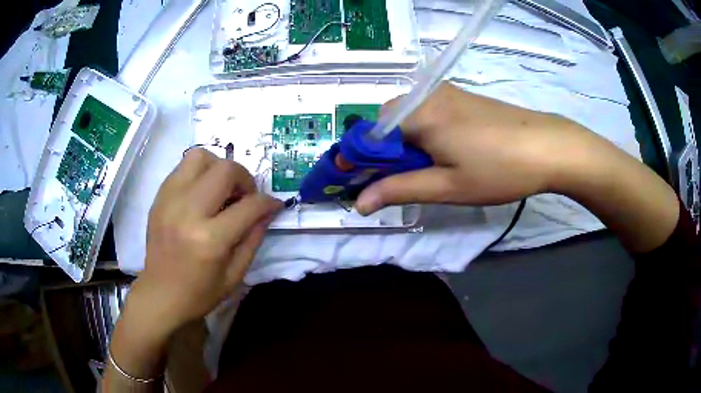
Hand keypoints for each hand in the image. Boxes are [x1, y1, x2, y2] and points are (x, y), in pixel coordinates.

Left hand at [137, 148, 281, 329]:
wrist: (161, 295)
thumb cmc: (200, 293)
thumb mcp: (235, 275)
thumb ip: (253, 238)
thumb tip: (268, 210)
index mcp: (210, 240)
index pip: (249, 206)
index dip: (268, 202)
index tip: (274, 204)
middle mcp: (188, 212)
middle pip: (225, 169)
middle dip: (245, 178)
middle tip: (244, 196)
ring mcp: (169, 200)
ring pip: (200, 157)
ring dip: (219, 168)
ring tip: (221, 189)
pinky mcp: (159, 198)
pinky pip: (183, 167)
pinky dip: (199, 173)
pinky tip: (202, 194)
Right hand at [356, 82, 586, 214]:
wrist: (548, 146)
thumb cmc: (498, 169)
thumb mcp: (447, 186)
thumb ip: (399, 190)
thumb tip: (359, 203)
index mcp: (417, 115)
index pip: (369, 134)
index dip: (359, 159)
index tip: (357, 182)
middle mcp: (426, 96)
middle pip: (386, 123)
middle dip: (385, 152)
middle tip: (403, 180)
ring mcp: (446, 93)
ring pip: (408, 117)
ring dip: (405, 144)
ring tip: (429, 169)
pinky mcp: (461, 96)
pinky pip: (427, 112)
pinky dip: (423, 132)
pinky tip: (447, 151)